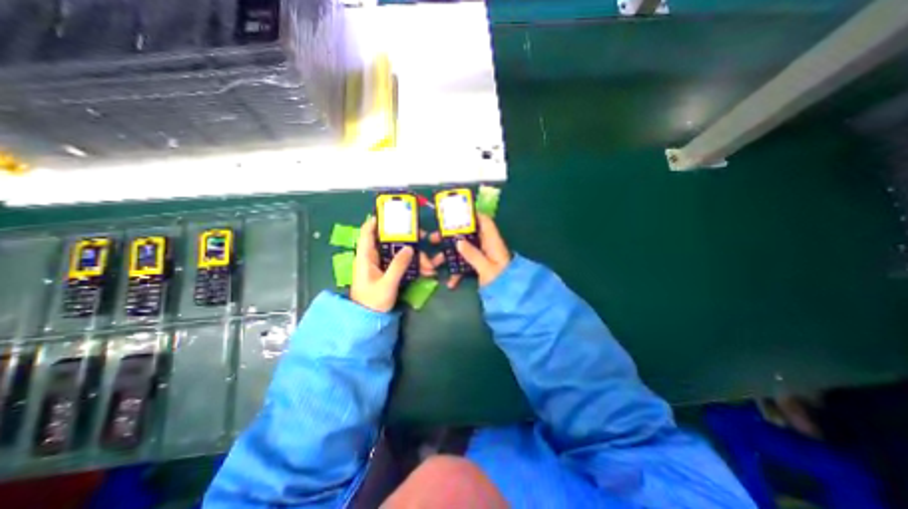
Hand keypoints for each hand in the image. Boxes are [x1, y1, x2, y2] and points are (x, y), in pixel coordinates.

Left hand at [351, 216, 439, 312]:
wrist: (369, 321)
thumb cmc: (372, 302)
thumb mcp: (387, 284)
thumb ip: (398, 266)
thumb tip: (410, 248)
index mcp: (365, 257)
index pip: (367, 233)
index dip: (375, 221)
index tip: (391, 214)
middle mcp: (373, 258)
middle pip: (389, 241)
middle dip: (407, 240)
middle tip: (423, 237)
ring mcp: (381, 265)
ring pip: (399, 253)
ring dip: (415, 257)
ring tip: (430, 265)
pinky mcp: (388, 273)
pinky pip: (402, 264)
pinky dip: (413, 265)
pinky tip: (426, 270)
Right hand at [429, 212, 507, 287]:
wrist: (509, 297)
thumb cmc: (501, 281)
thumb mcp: (486, 268)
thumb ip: (473, 254)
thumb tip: (458, 241)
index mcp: (492, 242)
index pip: (484, 221)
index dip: (471, 215)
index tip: (454, 215)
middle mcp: (487, 246)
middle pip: (468, 235)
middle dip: (451, 236)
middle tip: (434, 238)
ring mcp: (482, 256)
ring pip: (464, 249)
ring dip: (450, 255)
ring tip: (435, 262)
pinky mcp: (479, 266)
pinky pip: (466, 264)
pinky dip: (458, 271)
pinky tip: (451, 283)